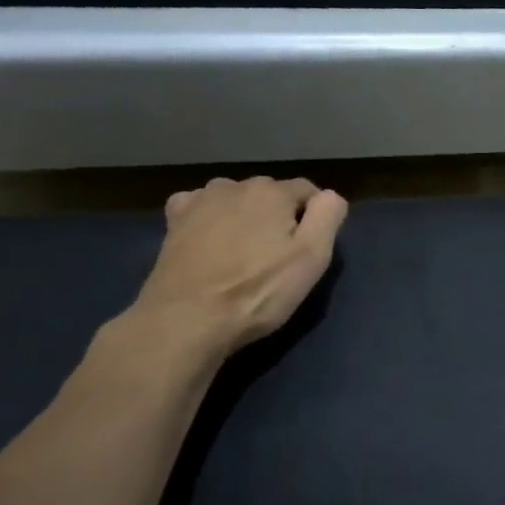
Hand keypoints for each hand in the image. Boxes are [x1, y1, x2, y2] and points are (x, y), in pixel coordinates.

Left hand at [125, 176, 347, 364]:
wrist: (188, 319)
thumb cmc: (258, 291)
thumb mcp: (312, 258)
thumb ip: (328, 217)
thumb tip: (329, 196)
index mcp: (273, 192)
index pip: (308, 191)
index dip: (314, 218)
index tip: (308, 249)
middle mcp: (235, 185)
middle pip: (270, 194)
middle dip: (278, 216)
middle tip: (277, 257)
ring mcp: (200, 200)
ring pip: (236, 199)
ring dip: (244, 217)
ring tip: (242, 253)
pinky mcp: (174, 221)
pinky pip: (200, 207)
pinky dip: (210, 219)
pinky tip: (210, 241)